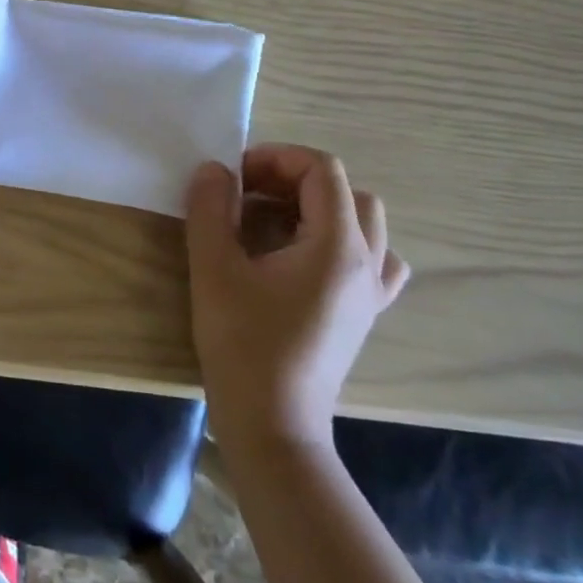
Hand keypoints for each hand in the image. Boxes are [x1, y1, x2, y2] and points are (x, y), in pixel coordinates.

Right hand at [185, 144, 408, 452]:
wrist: (272, 423)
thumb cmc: (243, 341)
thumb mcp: (213, 267)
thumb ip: (210, 208)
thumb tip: (215, 169)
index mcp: (336, 245)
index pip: (322, 170)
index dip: (276, 158)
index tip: (235, 176)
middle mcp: (367, 263)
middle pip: (347, 192)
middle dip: (295, 180)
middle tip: (249, 196)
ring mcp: (371, 293)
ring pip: (364, 225)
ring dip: (320, 209)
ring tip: (275, 224)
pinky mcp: (363, 316)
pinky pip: (372, 261)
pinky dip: (341, 243)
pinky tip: (305, 259)